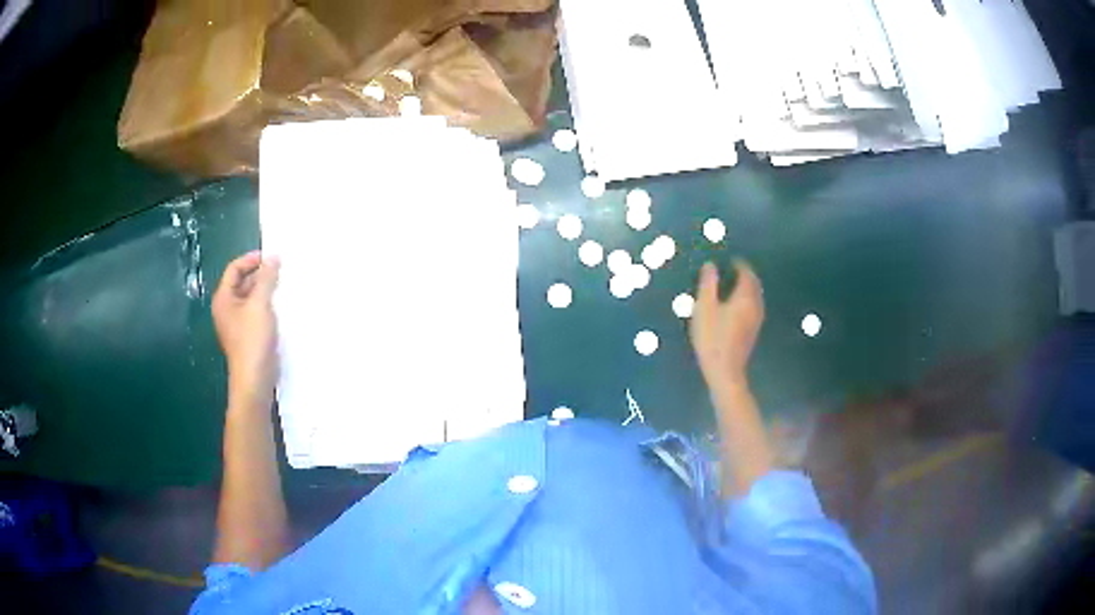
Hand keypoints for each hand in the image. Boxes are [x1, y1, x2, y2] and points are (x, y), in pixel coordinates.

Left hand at [212, 251, 280, 402]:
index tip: (271, 257)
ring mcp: (237, 323)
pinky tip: (281, 306)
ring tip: (283, 286)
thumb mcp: (260, 304)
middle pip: (242, 282)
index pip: (234, 269)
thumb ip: (266, 279)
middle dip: (260, 274)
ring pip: (251, 297)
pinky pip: (257, 312)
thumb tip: (273, 258)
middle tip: (281, 271)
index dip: (251, 259)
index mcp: (223, 298)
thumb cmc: (252, 339)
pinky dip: (267, 305)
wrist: (254, 379)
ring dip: (265, 289)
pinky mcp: (248, 335)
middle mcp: (227, 308)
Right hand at [689, 260, 764, 387]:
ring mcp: (756, 319)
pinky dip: (746, 299)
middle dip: (745, 275)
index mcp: (745, 297)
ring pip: (755, 296)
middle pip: (754, 284)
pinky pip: (753, 306)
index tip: (731, 259)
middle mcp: (755, 306)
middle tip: (733, 269)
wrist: (724, 370)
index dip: (740, 265)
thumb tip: (711, 265)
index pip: (747, 274)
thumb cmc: (712, 337)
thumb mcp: (704, 308)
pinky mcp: (752, 331)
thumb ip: (708, 284)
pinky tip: (736, 304)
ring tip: (733, 284)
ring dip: (747, 287)